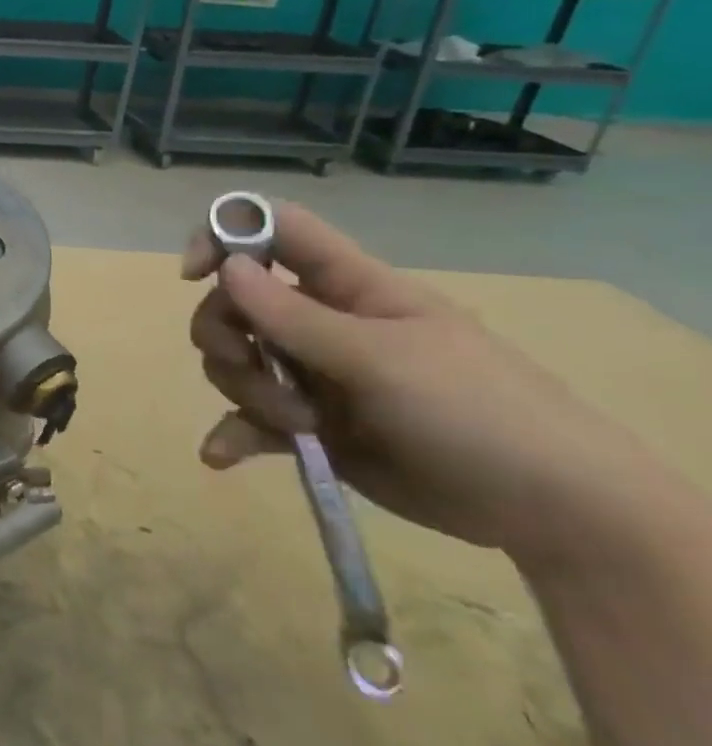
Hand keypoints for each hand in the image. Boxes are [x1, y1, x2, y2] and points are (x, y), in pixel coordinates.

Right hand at [182, 202, 643, 566]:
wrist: (550, 512)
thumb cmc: (476, 411)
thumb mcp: (381, 359)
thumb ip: (294, 316)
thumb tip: (226, 266)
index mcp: (347, 287)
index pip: (274, 232)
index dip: (225, 236)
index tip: (195, 273)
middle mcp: (321, 322)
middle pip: (234, 302)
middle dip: (225, 335)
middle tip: (251, 366)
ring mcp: (313, 375)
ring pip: (235, 360)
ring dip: (246, 391)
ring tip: (297, 426)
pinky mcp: (310, 425)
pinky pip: (249, 419)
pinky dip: (232, 433)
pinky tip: (222, 455)